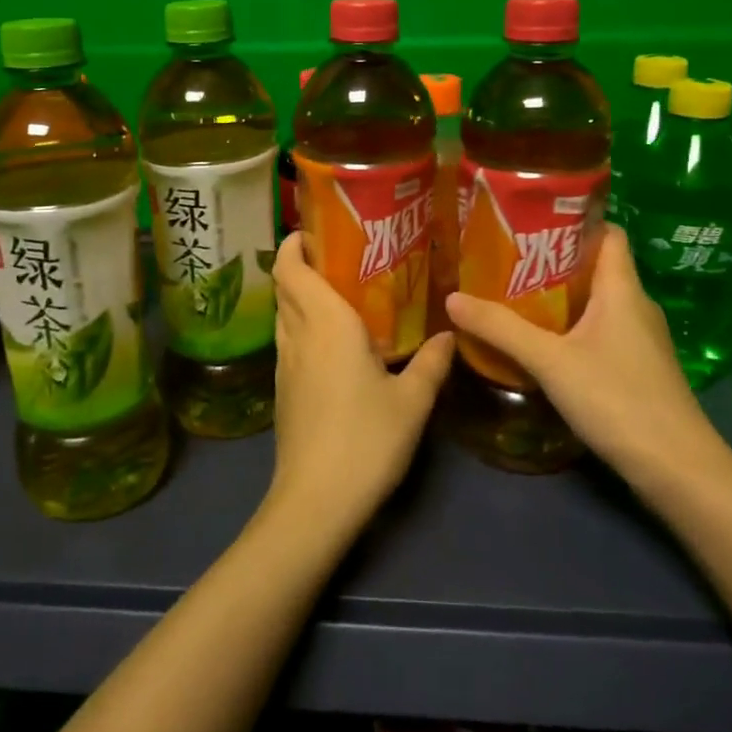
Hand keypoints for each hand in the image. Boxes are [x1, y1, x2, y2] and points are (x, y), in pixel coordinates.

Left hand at [266, 233, 453, 536]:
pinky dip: (303, 325)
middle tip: (341, 255)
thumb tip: (448, 335)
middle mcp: (298, 335)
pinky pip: (290, 340)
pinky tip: (335, 341)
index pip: (291, 268)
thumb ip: (430, 363)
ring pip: (284, 313)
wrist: (316, 501)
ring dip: (301, 294)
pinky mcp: (283, 391)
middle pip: (285, 285)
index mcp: (326, 324)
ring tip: (340, 291)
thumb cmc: (366, 440)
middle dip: (301, 263)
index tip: (318, 229)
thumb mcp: (412, 402)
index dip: (294, 243)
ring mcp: (285, 365)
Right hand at [444, 225, 730, 499]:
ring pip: (596, 301)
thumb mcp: (550, 361)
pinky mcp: (637, 367)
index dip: (575, 220)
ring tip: (512, 294)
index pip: (608, 233)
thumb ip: (501, 329)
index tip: (532, 220)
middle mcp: (636, 305)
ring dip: (559, 296)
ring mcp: (640, 339)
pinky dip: (570, 326)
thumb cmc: (618, 399)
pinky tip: (540, 341)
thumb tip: (452, 298)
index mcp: (623, 289)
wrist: (677, 469)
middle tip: (506, 258)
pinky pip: (599, 330)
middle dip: (553, 260)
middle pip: (595, 266)